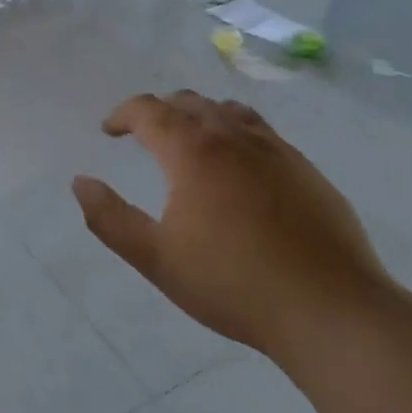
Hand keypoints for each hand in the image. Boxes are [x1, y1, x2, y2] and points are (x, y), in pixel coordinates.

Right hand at [72, 92, 391, 356]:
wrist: (331, 310)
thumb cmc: (233, 284)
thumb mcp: (157, 258)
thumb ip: (110, 218)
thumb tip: (80, 182)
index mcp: (192, 151)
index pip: (148, 110)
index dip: (123, 114)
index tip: (109, 131)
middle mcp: (233, 137)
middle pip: (189, 102)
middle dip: (159, 111)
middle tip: (144, 134)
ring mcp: (276, 150)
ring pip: (229, 111)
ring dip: (200, 116)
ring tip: (191, 141)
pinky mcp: (307, 170)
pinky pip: (263, 133)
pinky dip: (237, 133)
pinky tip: (241, 168)